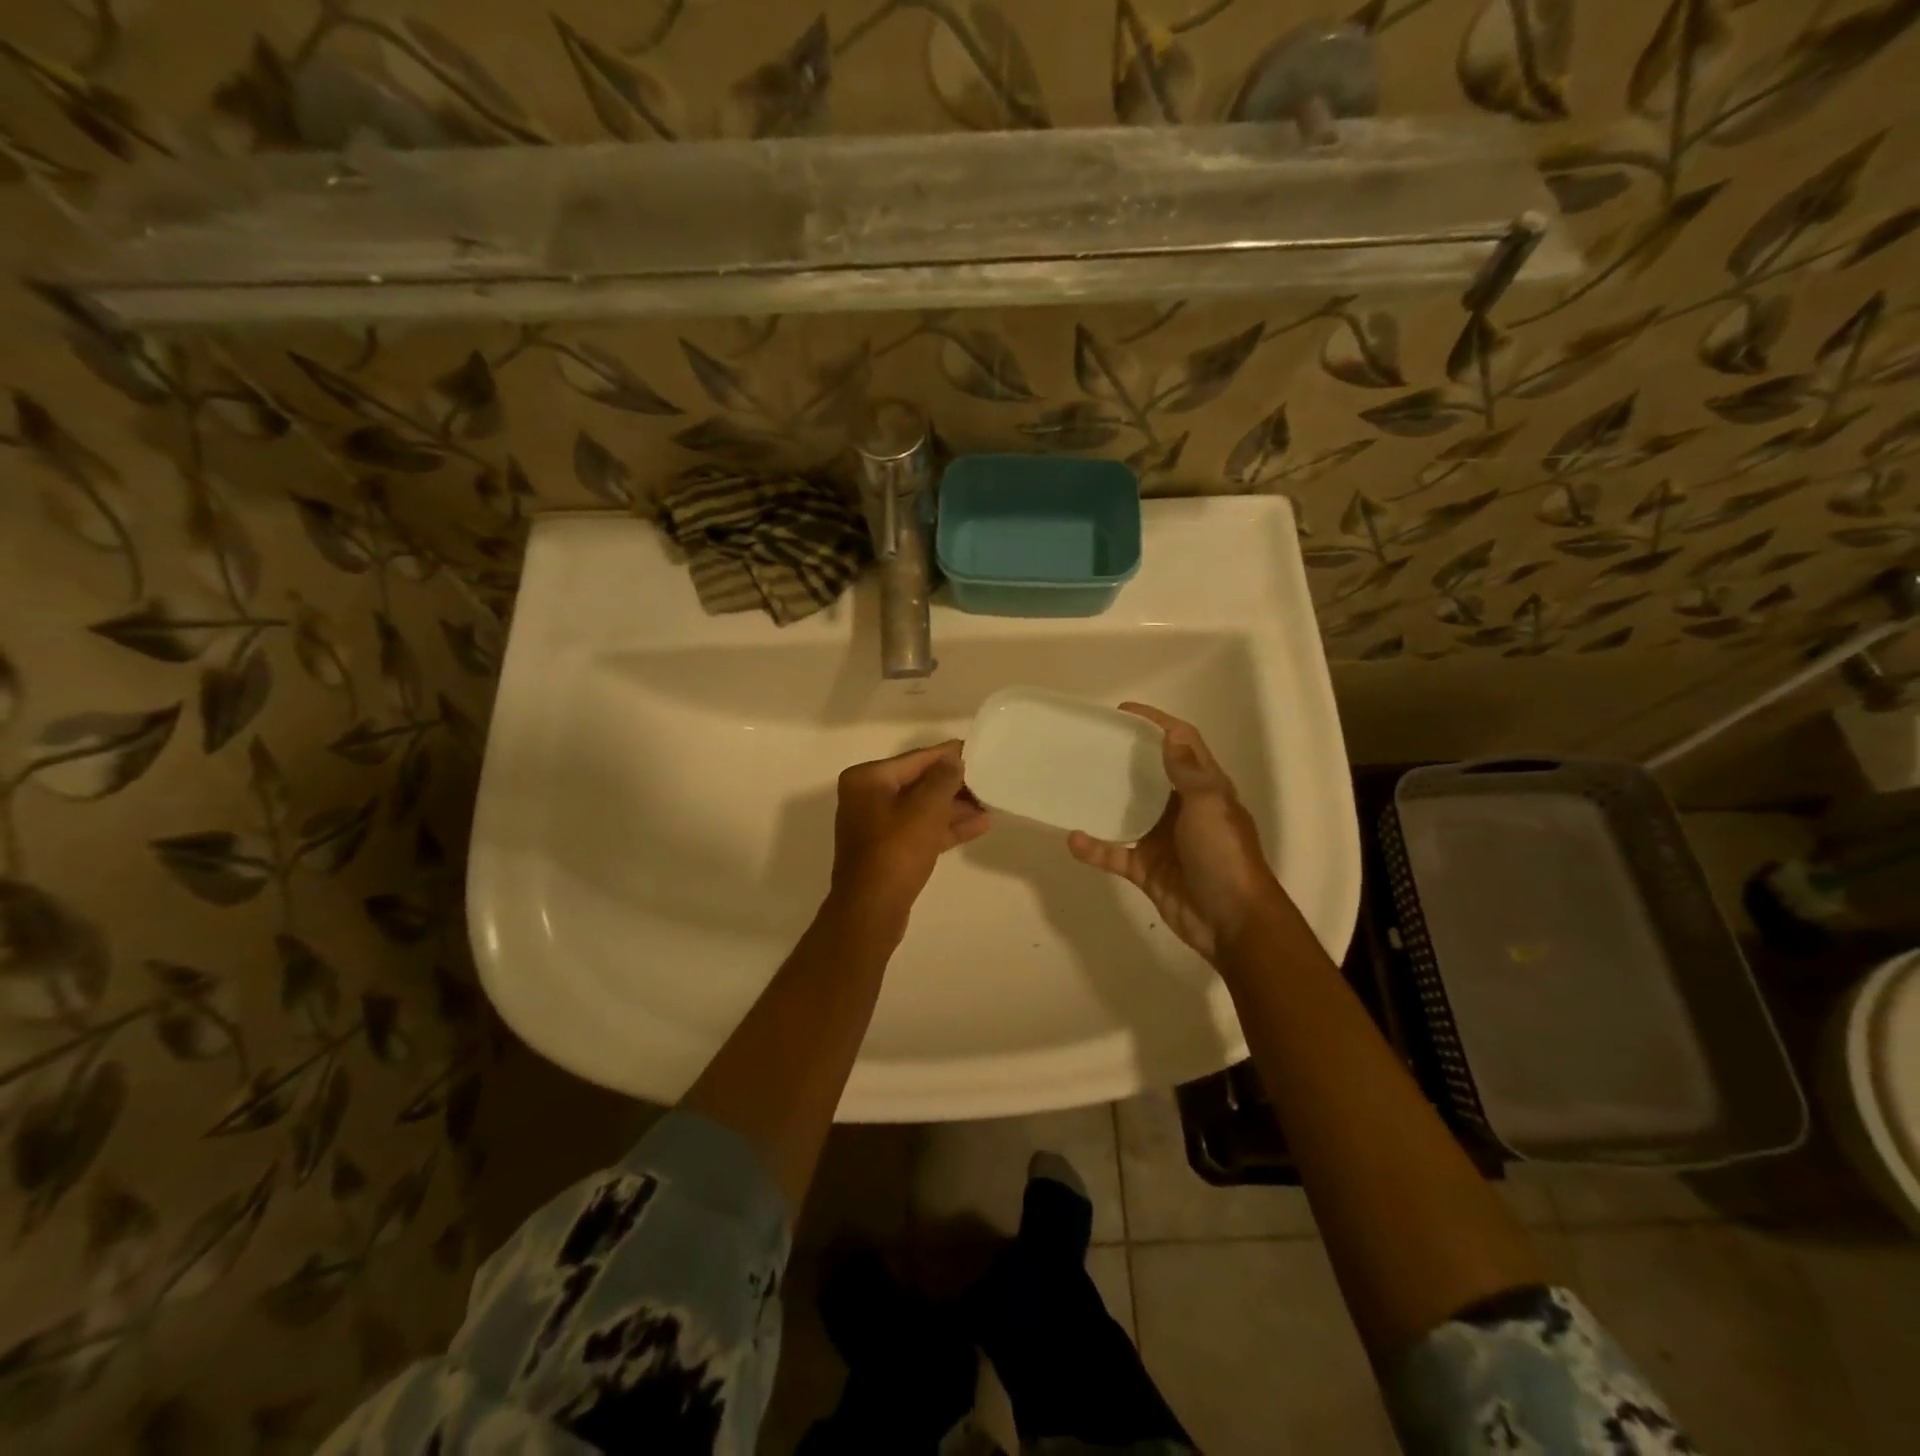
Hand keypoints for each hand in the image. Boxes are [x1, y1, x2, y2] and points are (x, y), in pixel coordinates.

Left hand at [830, 741, 990, 926]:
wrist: (872, 911)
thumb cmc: (896, 852)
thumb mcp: (925, 809)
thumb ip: (943, 778)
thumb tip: (954, 760)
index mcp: (867, 779)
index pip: (916, 759)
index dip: (949, 755)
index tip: (977, 750)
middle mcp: (868, 797)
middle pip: (919, 782)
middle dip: (954, 784)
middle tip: (989, 779)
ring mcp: (877, 825)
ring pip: (922, 808)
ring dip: (955, 806)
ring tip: (991, 802)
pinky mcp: (889, 851)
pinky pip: (921, 830)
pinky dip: (946, 827)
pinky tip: (981, 825)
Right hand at [1067, 703, 1279, 963]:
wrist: (1233, 922)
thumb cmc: (1225, 856)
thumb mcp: (1210, 806)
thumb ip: (1188, 772)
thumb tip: (1168, 735)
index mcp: (1204, 788)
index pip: (1182, 743)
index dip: (1157, 723)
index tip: (1123, 712)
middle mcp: (1182, 809)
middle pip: (1150, 774)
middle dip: (1123, 758)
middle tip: (1089, 745)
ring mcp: (1162, 840)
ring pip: (1127, 812)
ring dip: (1104, 801)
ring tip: (1073, 783)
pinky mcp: (1146, 869)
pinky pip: (1114, 853)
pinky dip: (1095, 848)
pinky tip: (1074, 839)